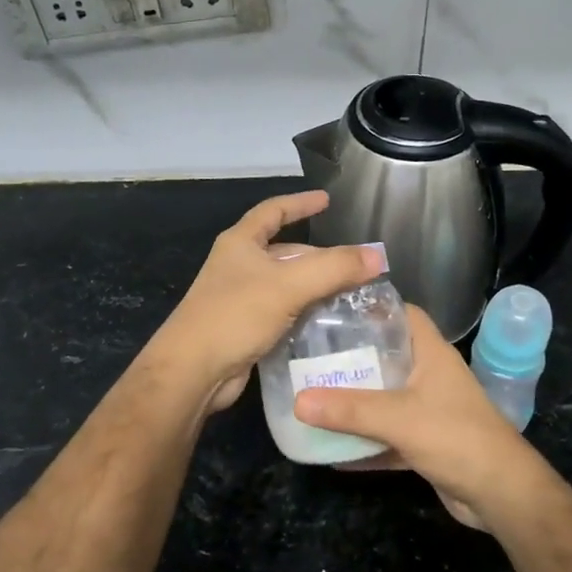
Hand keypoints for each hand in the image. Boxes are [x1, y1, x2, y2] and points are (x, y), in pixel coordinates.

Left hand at [149, 191, 380, 414]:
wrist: (193, 371)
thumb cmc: (235, 315)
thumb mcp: (288, 285)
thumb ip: (334, 268)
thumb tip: (377, 257)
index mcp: (240, 243)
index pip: (273, 211)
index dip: (300, 203)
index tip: (326, 200)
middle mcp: (238, 266)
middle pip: (284, 251)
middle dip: (318, 256)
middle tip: (354, 265)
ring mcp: (239, 299)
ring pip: (286, 284)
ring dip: (315, 287)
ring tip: (351, 293)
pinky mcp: (245, 329)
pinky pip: (282, 312)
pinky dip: (305, 313)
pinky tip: (329, 323)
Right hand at [295, 306, 542, 530]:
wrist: (501, 494)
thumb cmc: (456, 437)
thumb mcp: (399, 418)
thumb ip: (349, 410)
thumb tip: (298, 400)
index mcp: (431, 353)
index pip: (402, 314)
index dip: (371, 308)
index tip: (331, 311)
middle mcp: (430, 376)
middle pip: (386, 356)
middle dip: (351, 358)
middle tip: (309, 357)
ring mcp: (429, 410)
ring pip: (384, 398)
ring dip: (354, 402)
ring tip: (311, 397)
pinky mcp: (425, 442)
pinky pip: (387, 436)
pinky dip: (363, 442)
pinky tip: (330, 451)